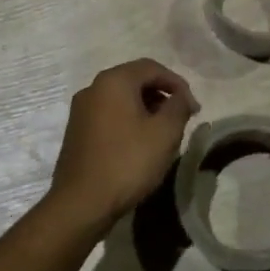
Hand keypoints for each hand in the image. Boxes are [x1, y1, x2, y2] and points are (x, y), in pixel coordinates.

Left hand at [47, 59, 198, 231]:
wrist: (81, 203)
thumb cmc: (128, 162)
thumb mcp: (165, 133)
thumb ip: (179, 107)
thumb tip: (182, 96)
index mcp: (114, 81)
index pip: (152, 67)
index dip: (177, 83)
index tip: (193, 107)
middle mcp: (93, 88)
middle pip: (134, 80)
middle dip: (161, 94)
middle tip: (181, 117)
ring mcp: (81, 110)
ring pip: (121, 98)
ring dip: (145, 107)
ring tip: (163, 131)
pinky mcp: (76, 131)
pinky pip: (108, 114)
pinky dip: (128, 119)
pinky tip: (139, 142)